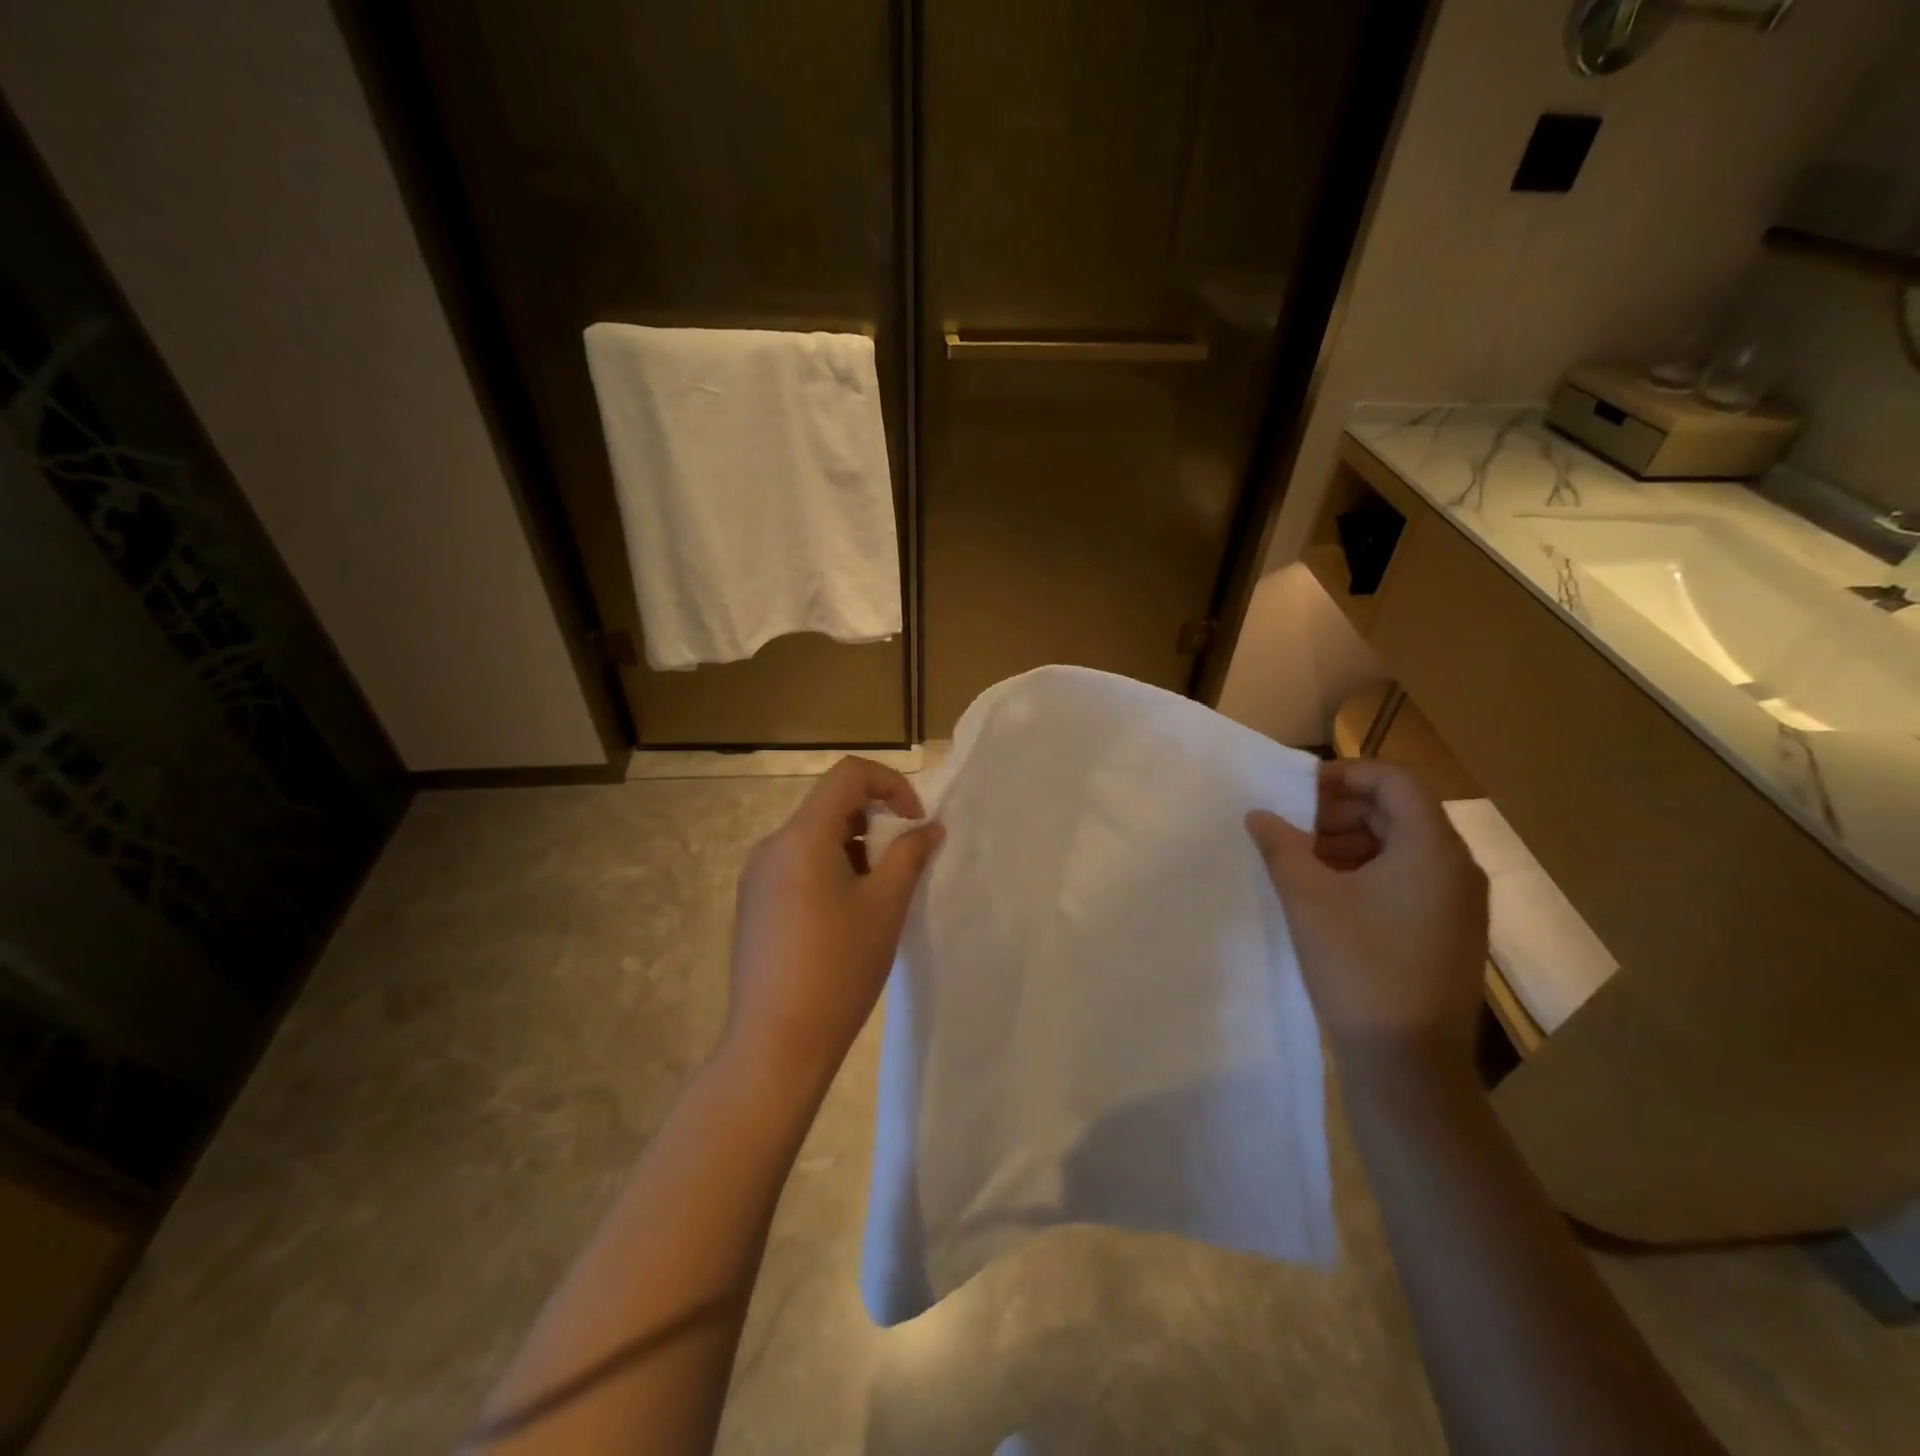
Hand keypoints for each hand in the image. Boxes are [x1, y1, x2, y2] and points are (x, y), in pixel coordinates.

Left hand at [724, 757, 944, 1091]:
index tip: (916, 822)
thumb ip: (910, 855)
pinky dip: (831, 869)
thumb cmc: (838, 968)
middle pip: (830, 805)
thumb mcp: (885, 906)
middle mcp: (772, 846)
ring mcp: (757, 877)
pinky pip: (798, 865)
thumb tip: (929, 828)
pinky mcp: (754, 904)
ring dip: (855, 847)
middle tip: (905, 861)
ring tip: (879, 895)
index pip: (848, 775)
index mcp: (801, 836)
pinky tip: (847, 916)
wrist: (775, 1045)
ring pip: (815, 837)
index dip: (891, 784)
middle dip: (876, 820)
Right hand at [1247, 759, 1486, 1072]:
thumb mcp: (1306, 897)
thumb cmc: (1357, 965)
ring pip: (1404, 846)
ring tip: (1306, 865)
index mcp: (1431, 849)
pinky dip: (1370, 872)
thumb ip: (1280, 845)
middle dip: (1341, 812)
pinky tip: (1331, 897)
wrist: (1407, 1061)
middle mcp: (1457, 867)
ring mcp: (1460, 903)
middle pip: (1400, 811)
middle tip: (1295, 831)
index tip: (1299, 792)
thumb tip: (1259, 814)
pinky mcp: (1452, 931)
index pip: (1395, 780)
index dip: (1345, 774)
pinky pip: (1412, 879)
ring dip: (1352, 842)